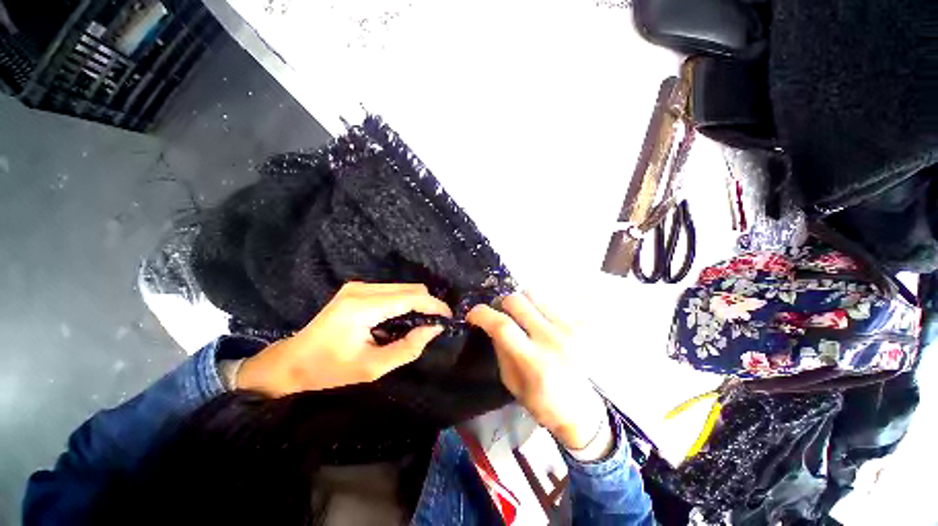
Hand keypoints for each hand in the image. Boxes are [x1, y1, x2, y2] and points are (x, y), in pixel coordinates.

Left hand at [238, 282, 451, 396]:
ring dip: (416, 303)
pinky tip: (402, 318)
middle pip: (409, 288)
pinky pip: (391, 290)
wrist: (291, 361)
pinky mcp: (356, 289)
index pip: (411, 297)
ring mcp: (357, 286)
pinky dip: (403, 302)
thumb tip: (433, 329)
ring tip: (420, 323)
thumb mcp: (372, 368)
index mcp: (363, 307)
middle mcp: (362, 289)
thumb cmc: (329, 369)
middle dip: (427, 304)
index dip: (434, 305)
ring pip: (402, 287)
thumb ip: (407, 348)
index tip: (448, 317)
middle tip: (435, 324)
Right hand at [467, 293, 607, 450]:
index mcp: (534, 362)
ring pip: (534, 294)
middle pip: (518, 301)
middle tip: (499, 312)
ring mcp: (570, 328)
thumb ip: (500, 349)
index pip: (502, 326)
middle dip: (501, 303)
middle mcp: (553, 339)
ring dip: (521, 302)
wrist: (584, 409)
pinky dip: (538, 307)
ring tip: (522, 316)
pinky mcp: (581, 323)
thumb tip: (490, 323)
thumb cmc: (543, 402)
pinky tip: (540, 321)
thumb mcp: (512, 382)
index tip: (473, 313)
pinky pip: (551, 302)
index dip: (482, 314)